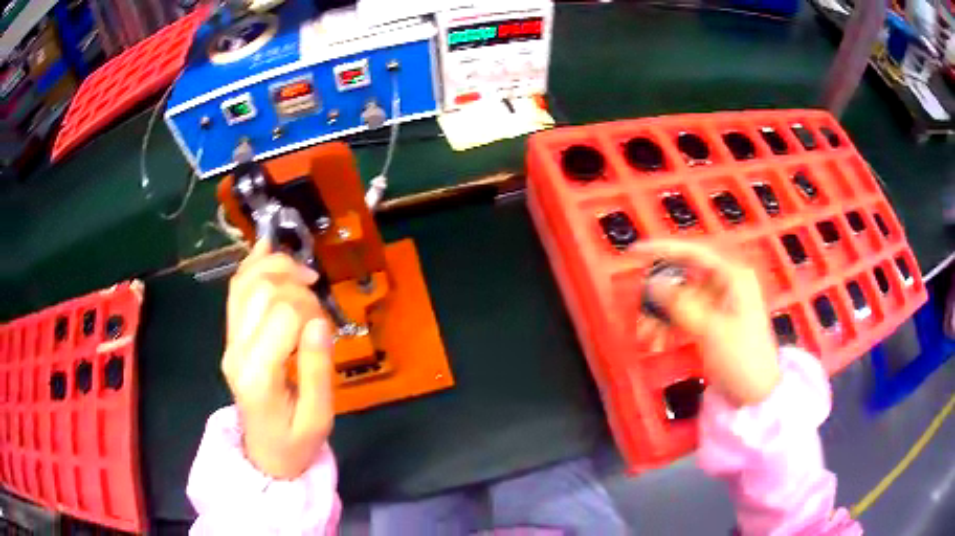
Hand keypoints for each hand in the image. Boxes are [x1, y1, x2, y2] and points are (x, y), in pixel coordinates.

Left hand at [222, 240, 334, 478]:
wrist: (264, 453)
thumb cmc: (296, 441)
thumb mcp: (319, 416)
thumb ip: (317, 369)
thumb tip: (319, 321)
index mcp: (259, 374)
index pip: (283, 314)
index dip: (312, 308)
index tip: (326, 325)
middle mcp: (236, 350)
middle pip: (262, 290)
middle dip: (296, 285)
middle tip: (317, 301)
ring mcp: (229, 341)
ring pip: (245, 282)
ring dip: (275, 266)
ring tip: (302, 272)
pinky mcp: (231, 336)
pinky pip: (236, 290)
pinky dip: (253, 265)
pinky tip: (268, 248)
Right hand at [632, 240, 780, 405]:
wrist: (757, 393)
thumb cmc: (740, 357)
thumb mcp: (710, 330)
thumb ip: (680, 304)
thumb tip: (652, 283)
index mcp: (732, 276)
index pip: (693, 252)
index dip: (663, 249)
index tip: (636, 252)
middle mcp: (726, 284)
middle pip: (684, 278)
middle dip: (659, 296)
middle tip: (640, 313)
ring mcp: (720, 303)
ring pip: (682, 299)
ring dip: (662, 316)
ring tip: (647, 338)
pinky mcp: (714, 322)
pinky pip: (686, 316)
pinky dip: (671, 326)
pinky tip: (658, 342)